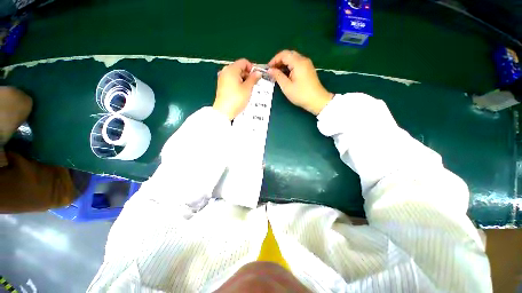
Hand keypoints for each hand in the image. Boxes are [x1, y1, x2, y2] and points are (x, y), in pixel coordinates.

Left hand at [214, 59, 261, 119]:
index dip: (252, 68)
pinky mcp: (222, 86)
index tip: (257, 76)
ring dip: (244, 80)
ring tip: (249, 90)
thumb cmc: (236, 99)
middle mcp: (225, 71)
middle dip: (248, 75)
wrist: (224, 111)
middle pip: (239, 68)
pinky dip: (238, 84)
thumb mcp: (247, 88)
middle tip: (254, 84)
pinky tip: (242, 92)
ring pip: (236, 75)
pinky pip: (232, 81)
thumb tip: (258, 72)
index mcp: (231, 69)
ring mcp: (222, 78)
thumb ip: (253, 79)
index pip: (244, 62)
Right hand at [268, 50, 332, 114]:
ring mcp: (307, 64)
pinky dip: (290, 67)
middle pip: (289, 55)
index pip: (284, 54)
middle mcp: (303, 60)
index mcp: (298, 63)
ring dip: (284, 64)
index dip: (274, 60)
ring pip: (293, 59)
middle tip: (272, 71)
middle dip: (279, 61)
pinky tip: (286, 75)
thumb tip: (270, 70)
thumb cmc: (301, 95)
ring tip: (277, 74)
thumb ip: (278, 76)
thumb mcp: (287, 87)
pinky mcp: (308, 69)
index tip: (268, 69)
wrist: (317, 101)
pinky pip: (297, 64)